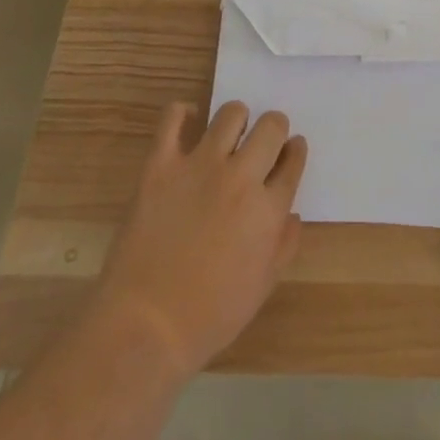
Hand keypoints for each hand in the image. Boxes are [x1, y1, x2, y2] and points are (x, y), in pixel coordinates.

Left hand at [89, 100, 306, 375]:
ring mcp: (200, 166)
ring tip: (228, 136)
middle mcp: (241, 177)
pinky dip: (182, 113)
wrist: (145, 326)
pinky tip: (188, 122)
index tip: (290, 151)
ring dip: (236, 120)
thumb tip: (292, 214)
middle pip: (271, 126)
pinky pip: (173, 118)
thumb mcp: (261, 288)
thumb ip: (284, 245)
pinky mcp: (161, 165)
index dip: (295, 151)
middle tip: (262, 143)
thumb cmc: (209, 316)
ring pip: (231, 113)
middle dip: (274, 129)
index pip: (293, 160)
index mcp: (268, 209)